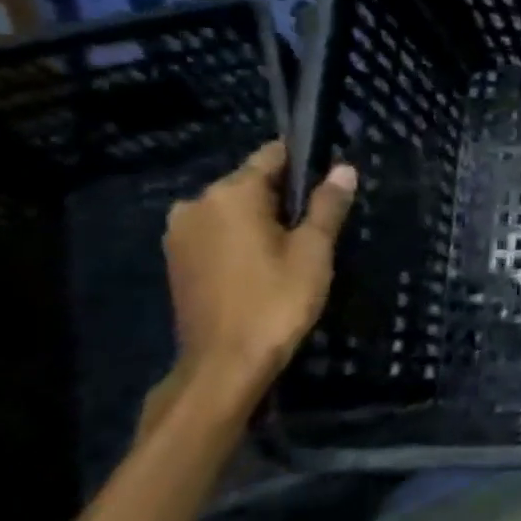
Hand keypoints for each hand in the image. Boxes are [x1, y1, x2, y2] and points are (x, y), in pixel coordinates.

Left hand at [163, 141, 357, 387]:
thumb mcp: (313, 250)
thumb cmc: (276, 301)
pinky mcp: (177, 260)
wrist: (225, 364)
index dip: (305, 162)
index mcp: (231, 194)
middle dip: (284, 195)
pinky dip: (242, 238)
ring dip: (262, 219)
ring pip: (233, 210)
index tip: (331, 178)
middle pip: (251, 183)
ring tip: (295, 246)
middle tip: (319, 222)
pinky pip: (217, 232)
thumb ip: (327, 205)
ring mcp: (180, 233)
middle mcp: (196, 203)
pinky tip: (265, 263)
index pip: (272, 156)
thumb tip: (344, 169)